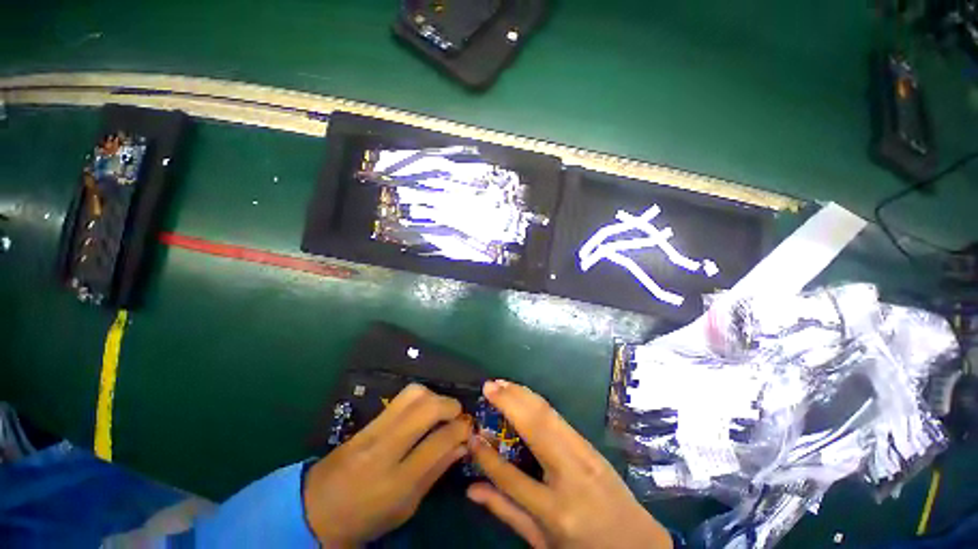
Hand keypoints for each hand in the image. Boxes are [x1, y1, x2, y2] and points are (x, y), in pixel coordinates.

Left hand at [303, 383, 469, 546]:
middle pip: (426, 408)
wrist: (315, 510)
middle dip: (450, 405)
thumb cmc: (366, 518)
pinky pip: (399, 398)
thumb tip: (462, 444)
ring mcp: (373, 431)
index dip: (461, 429)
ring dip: (434, 396)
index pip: (439, 441)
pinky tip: (422, 410)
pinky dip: (419, 398)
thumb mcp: (406, 507)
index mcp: (398, 481)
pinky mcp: (366, 422)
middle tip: (457, 414)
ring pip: (413, 394)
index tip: (469, 428)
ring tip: (440, 410)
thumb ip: (436, 471)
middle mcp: (385, 450)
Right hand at [467, 380, 672, 548]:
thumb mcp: (542, 542)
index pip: (511, 477)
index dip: (486, 455)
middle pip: (534, 428)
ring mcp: (584, 455)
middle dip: (509, 402)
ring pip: (548, 414)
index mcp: (556, 511)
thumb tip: (471, 489)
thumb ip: (506, 512)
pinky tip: (524, 394)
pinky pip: (558, 417)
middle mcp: (571, 475)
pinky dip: (537, 401)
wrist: (637, 545)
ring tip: (502, 383)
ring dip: (523, 394)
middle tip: (488, 386)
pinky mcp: (591, 445)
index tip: (470, 434)